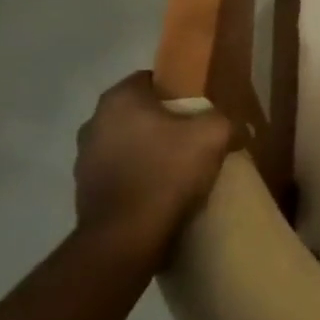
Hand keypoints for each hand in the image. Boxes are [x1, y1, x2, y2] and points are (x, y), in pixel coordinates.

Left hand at [73, 71, 232, 264]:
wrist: (125, 239)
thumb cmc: (167, 173)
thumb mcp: (213, 136)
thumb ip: (226, 121)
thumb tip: (236, 128)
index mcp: (120, 99)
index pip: (152, 80)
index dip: (178, 92)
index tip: (198, 111)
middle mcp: (94, 121)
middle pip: (138, 113)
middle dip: (163, 123)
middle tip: (193, 139)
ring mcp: (84, 158)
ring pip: (126, 144)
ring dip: (147, 151)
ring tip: (177, 170)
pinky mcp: (84, 191)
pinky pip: (119, 174)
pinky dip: (136, 178)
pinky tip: (158, 194)